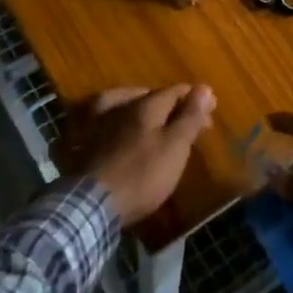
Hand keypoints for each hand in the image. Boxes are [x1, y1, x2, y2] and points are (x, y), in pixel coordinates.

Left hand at [71, 85, 213, 228]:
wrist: (90, 205)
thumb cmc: (141, 175)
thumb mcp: (174, 147)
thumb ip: (189, 117)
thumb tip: (204, 87)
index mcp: (145, 105)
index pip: (175, 91)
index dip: (195, 98)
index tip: (212, 108)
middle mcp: (120, 106)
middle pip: (150, 98)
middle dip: (172, 106)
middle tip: (187, 121)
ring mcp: (96, 123)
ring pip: (123, 104)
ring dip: (140, 107)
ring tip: (151, 118)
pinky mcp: (81, 143)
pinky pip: (100, 120)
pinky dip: (113, 120)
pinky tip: (115, 128)